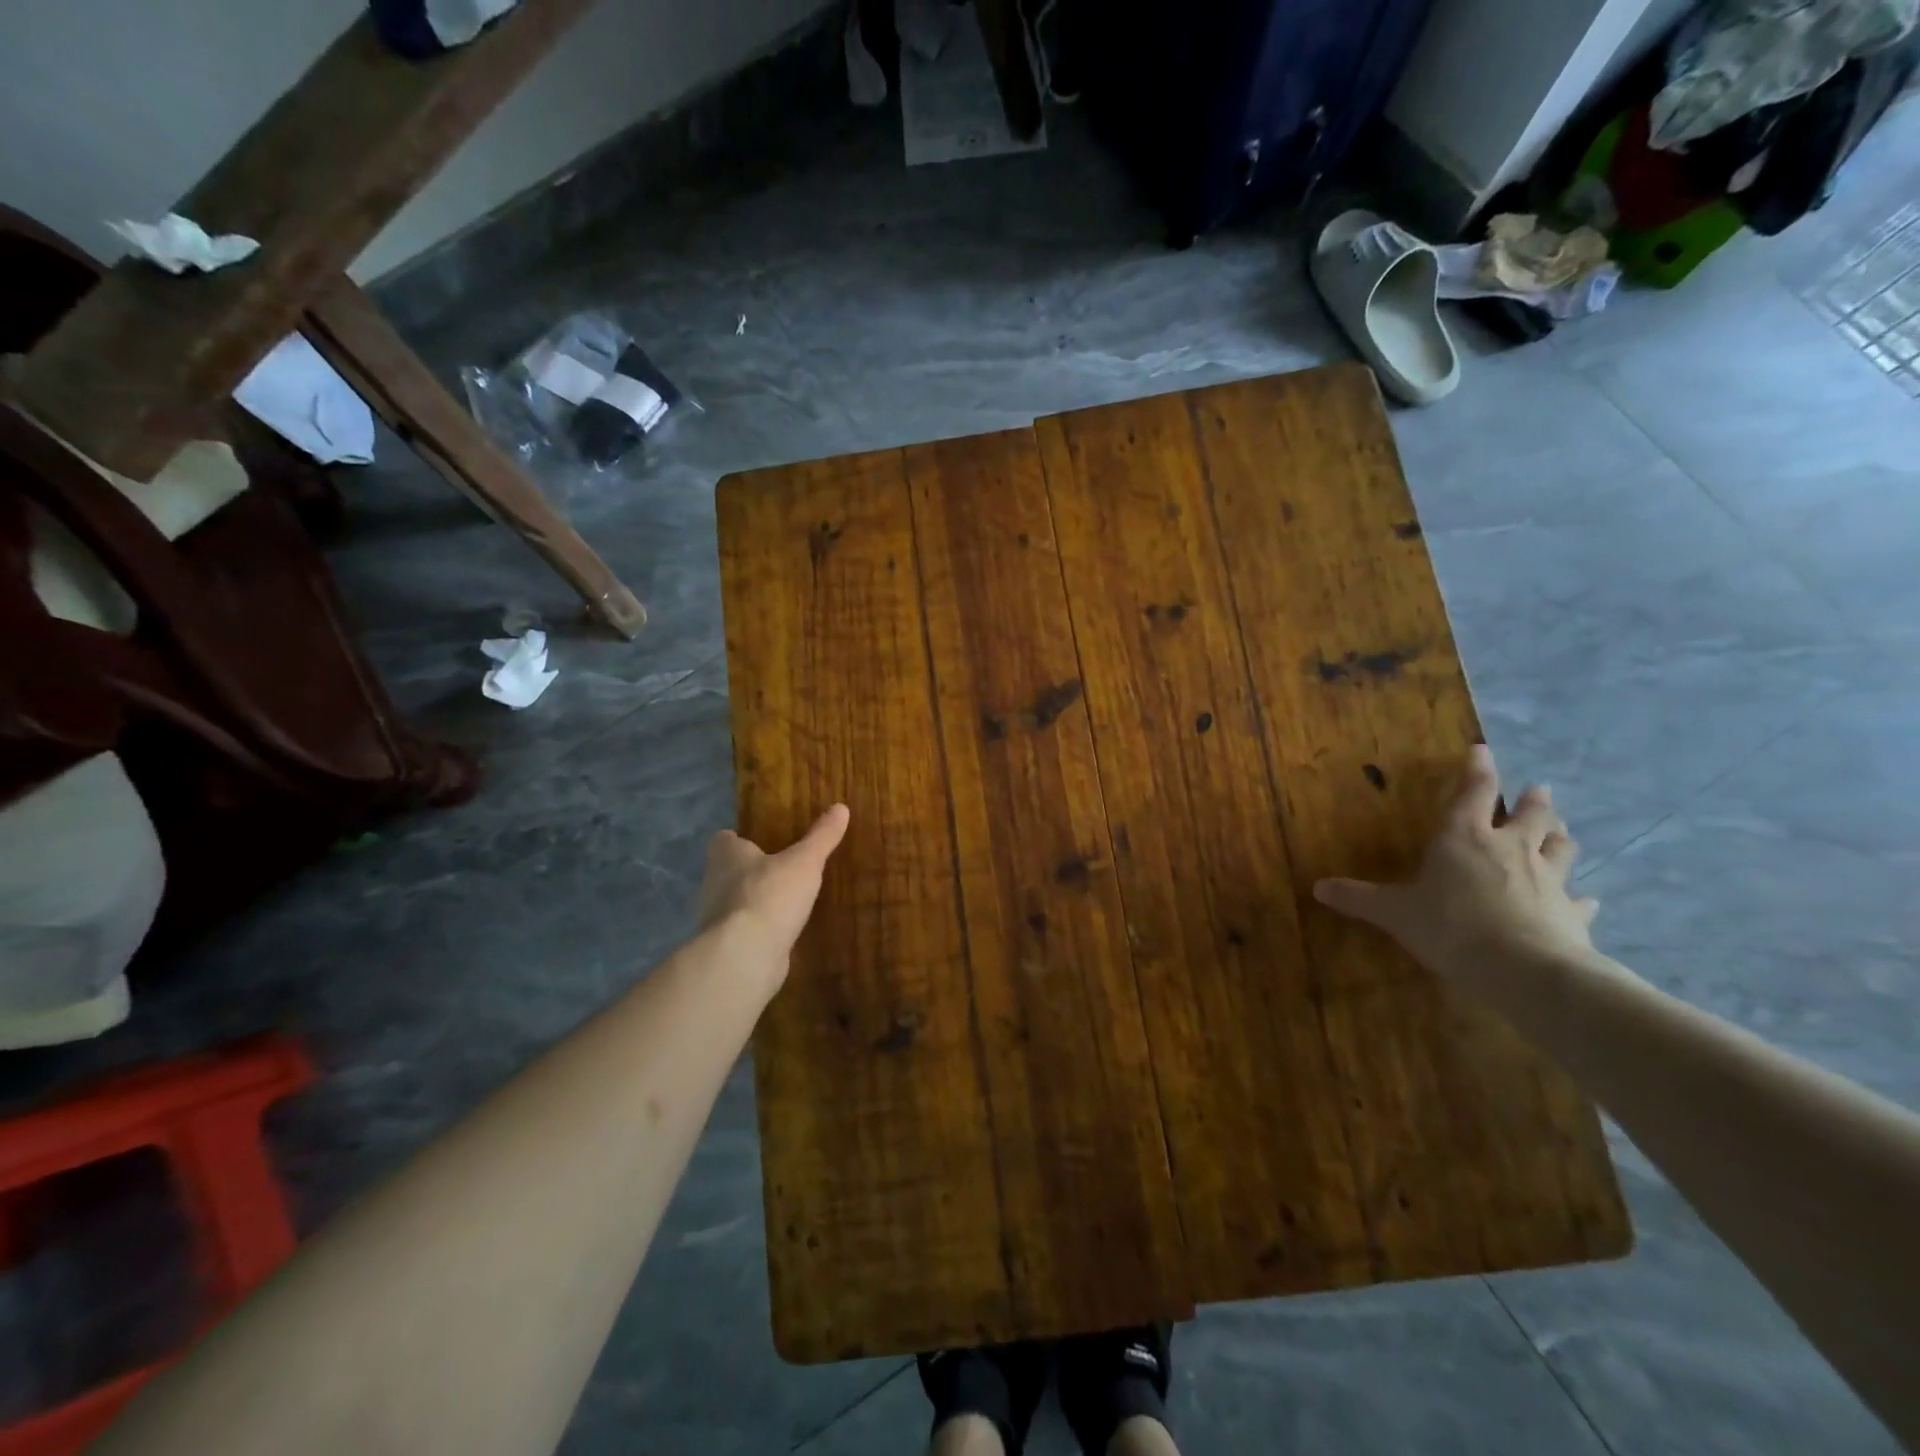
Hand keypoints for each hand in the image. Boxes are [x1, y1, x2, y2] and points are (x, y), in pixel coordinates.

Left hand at [698, 805, 850, 982]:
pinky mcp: (728, 946)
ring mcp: (718, 919)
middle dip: (749, 870)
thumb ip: (821, 836)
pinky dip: (760, 928)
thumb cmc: (770, 895)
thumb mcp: (804, 861)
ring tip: (785, 898)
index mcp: (727, 856)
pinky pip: (745, 930)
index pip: (724, 840)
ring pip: (735, 902)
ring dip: (755, 900)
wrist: (745, 955)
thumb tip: (841, 807)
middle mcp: (715, 883)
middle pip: (727, 871)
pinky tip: (781, 929)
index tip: (758, 839)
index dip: (738, 838)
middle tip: (779, 867)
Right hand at [1313, 746, 1600, 990]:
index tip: (1483, 750)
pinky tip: (1589, 899)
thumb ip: (1358, 898)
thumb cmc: (1450, 926)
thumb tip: (1318, 887)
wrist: (1523, 970)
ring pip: (1560, 848)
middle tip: (1539, 790)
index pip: (1473, 792)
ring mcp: (1547, 879)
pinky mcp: (1572, 913)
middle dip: (1533, 801)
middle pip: (1530, 815)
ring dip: (1560, 837)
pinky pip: (1580, 901)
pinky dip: (1582, 898)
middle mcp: (1510, 848)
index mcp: (1464, 838)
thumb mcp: (1393, 912)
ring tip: (1562, 831)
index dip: (1477, 770)